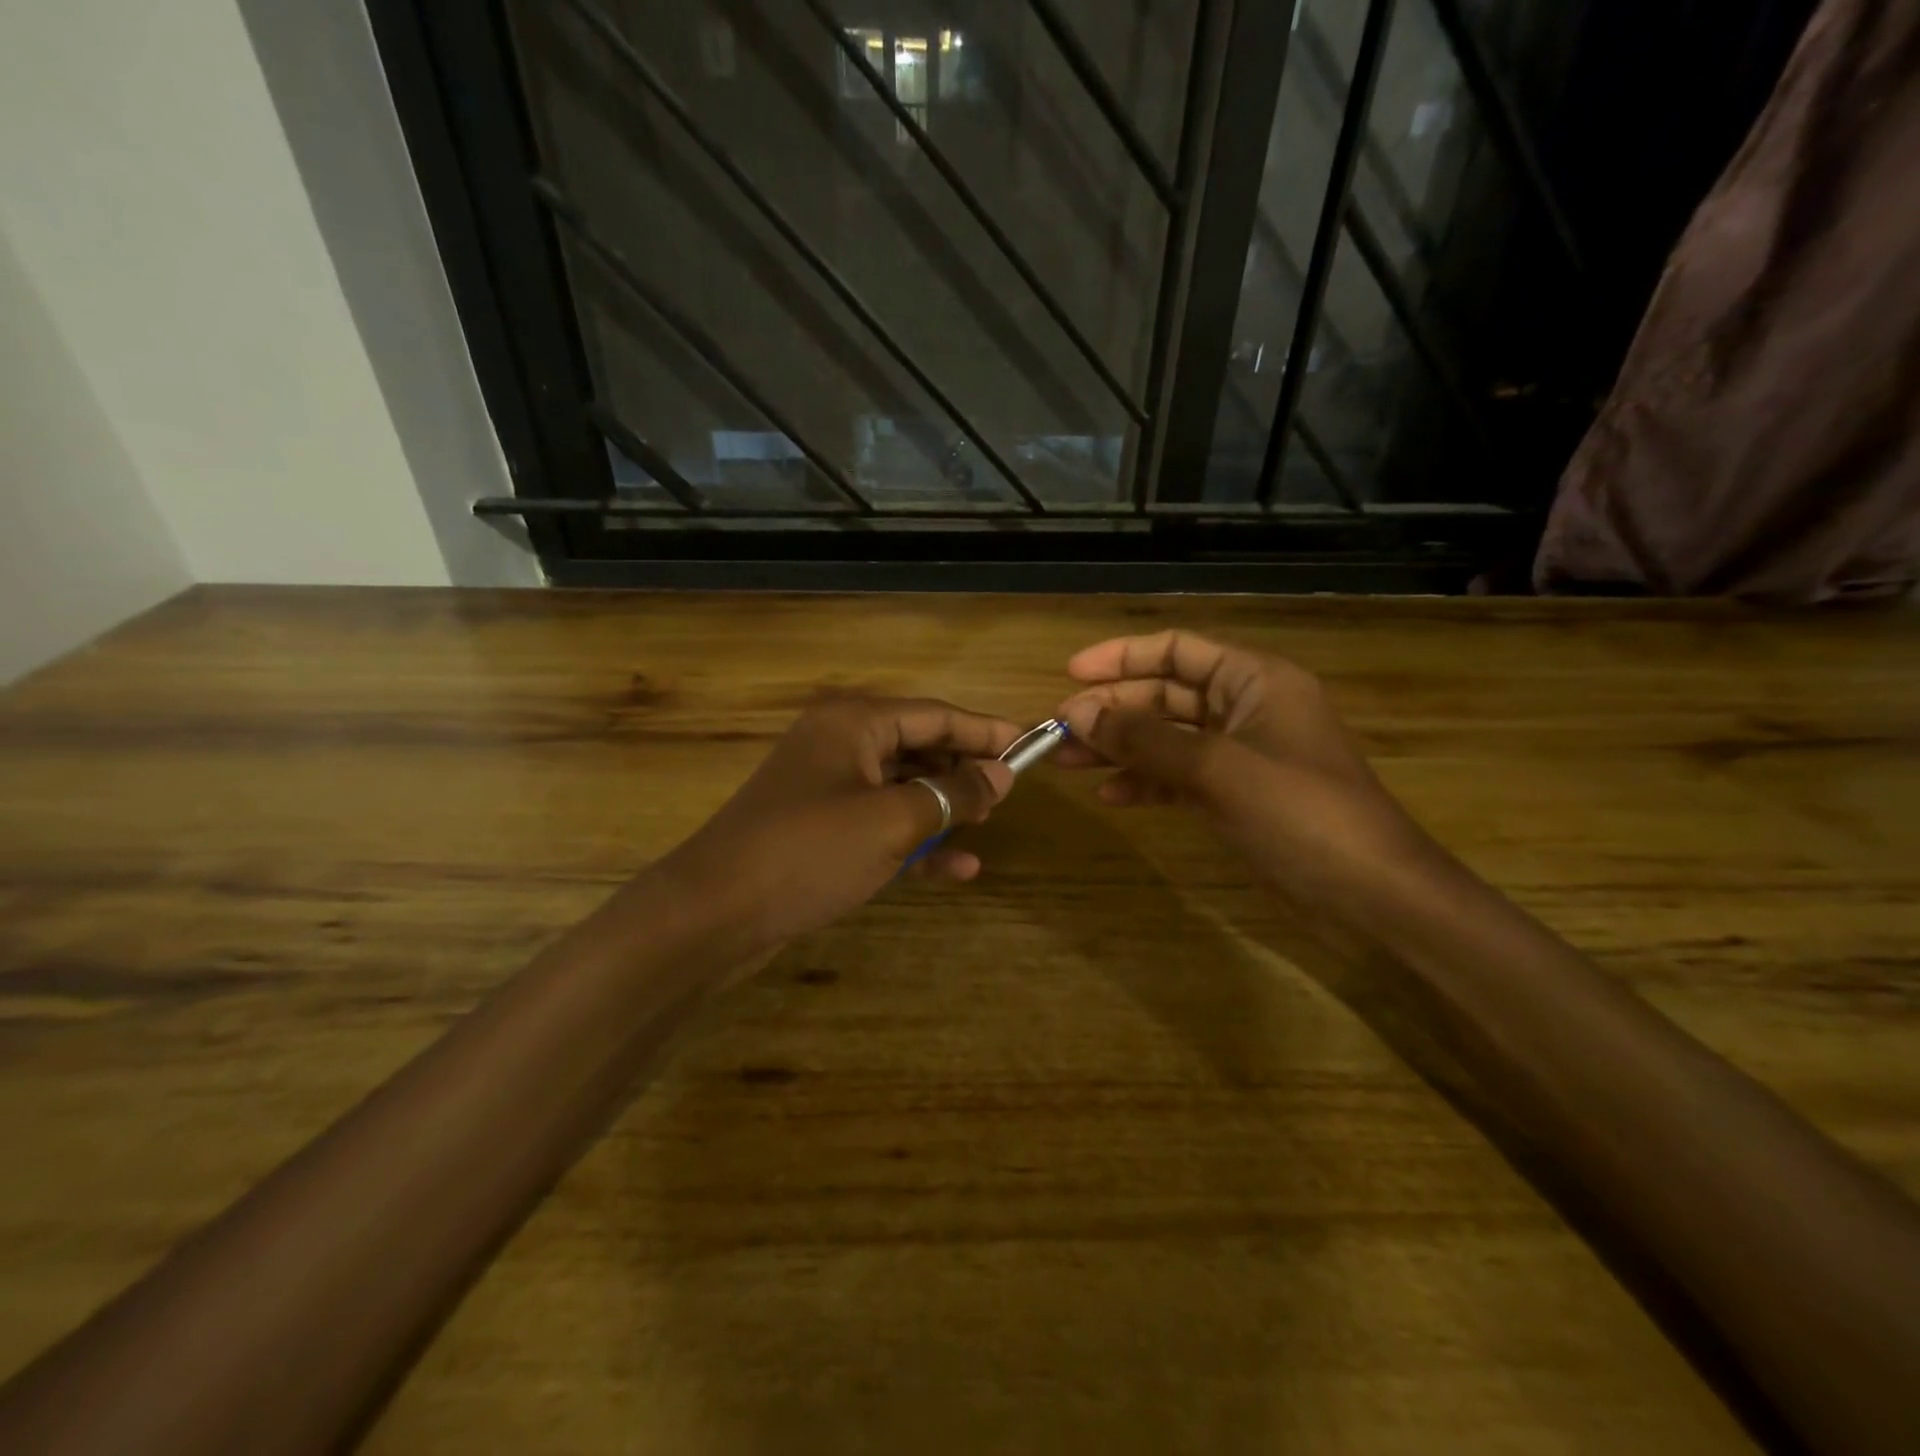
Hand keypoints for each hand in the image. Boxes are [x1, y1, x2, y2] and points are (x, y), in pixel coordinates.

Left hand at [657, 695, 1020, 959]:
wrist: (714, 914)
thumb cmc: (809, 851)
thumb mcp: (893, 822)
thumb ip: (953, 794)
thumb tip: (1002, 775)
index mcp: (854, 723)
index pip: (936, 715)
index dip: (986, 730)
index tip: (1032, 745)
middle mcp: (841, 746)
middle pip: (919, 747)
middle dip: (964, 770)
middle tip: (1010, 794)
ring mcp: (829, 790)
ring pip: (903, 789)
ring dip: (943, 808)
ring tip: (987, 826)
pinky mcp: (822, 831)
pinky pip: (881, 826)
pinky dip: (917, 843)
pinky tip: (958, 870)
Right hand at [1056, 631, 1434, 921]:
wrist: (1371, 896)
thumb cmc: (1301, 814)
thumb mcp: (1217, 769)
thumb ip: (1145, 739)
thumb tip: (1078, 713)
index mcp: (1256, 680)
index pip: (1178, 650)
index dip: (1122, 657)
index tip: (1070, 674)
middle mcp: (1246, 708)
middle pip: (1165, 695)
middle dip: (1112, 709)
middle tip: (1059, 730)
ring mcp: (1240, 756)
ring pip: (1166, 738)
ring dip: (1119, 747)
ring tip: (1068, 762)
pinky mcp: (1236, 797)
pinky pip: (1178, 777)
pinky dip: (1145, 783)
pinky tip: (1111, 796)